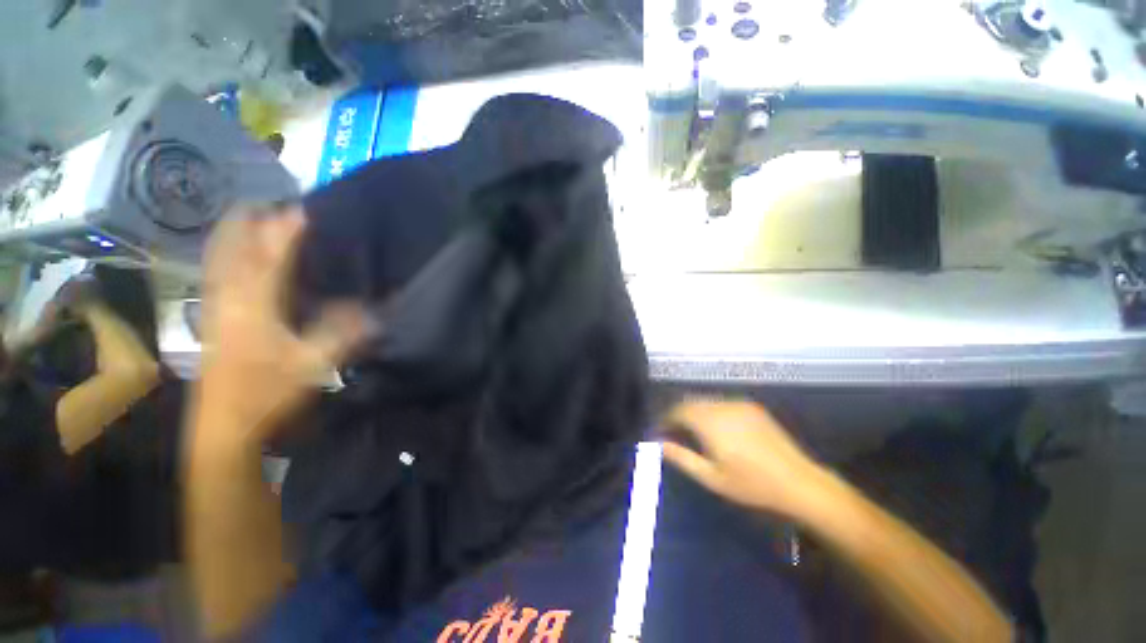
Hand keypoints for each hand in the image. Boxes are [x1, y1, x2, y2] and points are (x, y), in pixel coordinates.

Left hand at [197, 204, 369, 443]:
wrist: (223, 424)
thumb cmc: (267, 393)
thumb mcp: (313, 365)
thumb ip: (343, 335)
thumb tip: (374, 310)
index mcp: (256, 306)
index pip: (272, 258)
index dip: (287, 232)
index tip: (304, 211)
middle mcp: (230, 297)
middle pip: (235, 248)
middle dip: (252, 222)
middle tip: (276, 203)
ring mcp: (215, 305)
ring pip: (219, 256)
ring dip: (236, 232)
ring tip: (254, 214)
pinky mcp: (211, 316)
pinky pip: (215, 272)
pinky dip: (224, 252)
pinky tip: (233, 251)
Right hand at [661, 400, 828, 517]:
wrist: (799, 483)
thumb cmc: (751, 485)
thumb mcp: (711, 477)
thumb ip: (681, 457)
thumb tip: (658, 444)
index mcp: (709, 421)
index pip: (677, 411)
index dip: (665, 419)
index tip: (660, 433)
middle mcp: (721, 406)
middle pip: (690, 402)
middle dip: (678, 415)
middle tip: (674, 434)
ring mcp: (738, 404)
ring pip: (706, 401)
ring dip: (694, 412)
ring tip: (693, 432)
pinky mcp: (752, 407)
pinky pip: (722, 403)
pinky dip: (711, 411)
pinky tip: (717, 429)